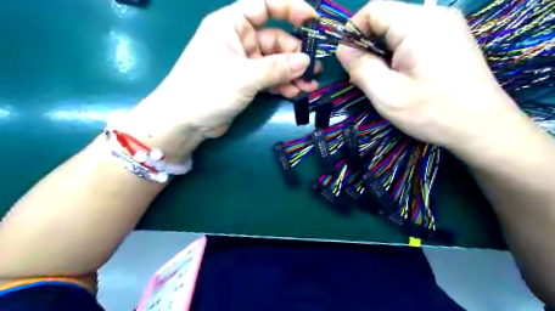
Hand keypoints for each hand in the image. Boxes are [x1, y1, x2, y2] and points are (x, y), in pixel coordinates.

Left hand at [122, 0, 320, 151]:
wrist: (185, 122)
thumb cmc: (207, 90)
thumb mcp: (244, 77)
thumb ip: (276, 68)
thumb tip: (306, 62)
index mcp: (231, 25)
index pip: (264, 6)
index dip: (289, 8)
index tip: (312, 20)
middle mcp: (239, 41)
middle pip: (275, 40)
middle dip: (295, 55)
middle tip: (314, 70)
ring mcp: (243, 63)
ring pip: (274, 63)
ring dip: (292, 74)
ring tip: (310, 86)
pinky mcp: (246, 82)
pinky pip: (269, 79)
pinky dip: (282, 85)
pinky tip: (295, 93)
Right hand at [336, 1, 522, 150]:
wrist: (481, 127)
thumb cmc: (432, 112)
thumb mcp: (387, 94)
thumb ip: (360, 67)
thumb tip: (342, 49)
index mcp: (418, 25)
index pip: (373, 9)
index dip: (353, 31)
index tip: (347, 60)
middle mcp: (434, 16)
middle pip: (385, 19)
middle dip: (366, 45)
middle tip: (362, 77)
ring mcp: (445, 26)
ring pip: (396, 30)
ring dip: (380, 53)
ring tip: (379, 81)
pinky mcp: (448, 39)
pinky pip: (411, 38)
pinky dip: (395, 55)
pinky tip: (397, 77)